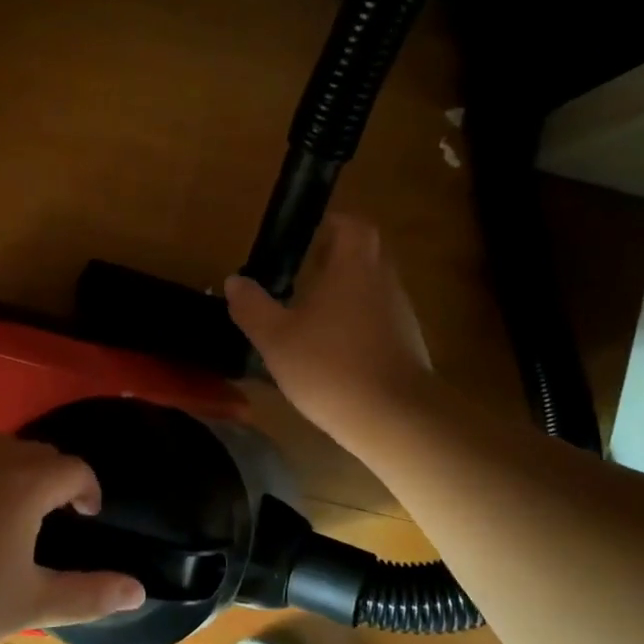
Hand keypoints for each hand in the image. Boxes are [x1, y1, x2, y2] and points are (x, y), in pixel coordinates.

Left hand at [0, 435, 146, 643]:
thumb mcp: (28, 603)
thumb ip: (88, 594)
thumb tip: (139, 591)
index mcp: (27, 481)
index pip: (75, 469)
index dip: (88, 490)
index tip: (85, 515)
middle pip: (39, 453)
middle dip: (53, 479)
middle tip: (49, 515)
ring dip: (15, 471)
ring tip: (6, 509)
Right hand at [225, 214, 433, 445]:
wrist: (394, 418)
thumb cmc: (330, 366)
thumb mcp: (276, 338)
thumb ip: (253, 306)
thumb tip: (235, 281)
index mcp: (354, 267)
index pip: (352, 225)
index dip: (331, 225)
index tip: (306, 239)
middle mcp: (383, 281)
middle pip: (364, 255)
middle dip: (335, 261)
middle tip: (303, 277)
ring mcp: (401, 314)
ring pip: (372, 289)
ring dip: (347, 295)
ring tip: (313, 318)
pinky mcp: (408, 345)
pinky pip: (380, 321)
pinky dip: (358, 326)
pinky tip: (334, 354)